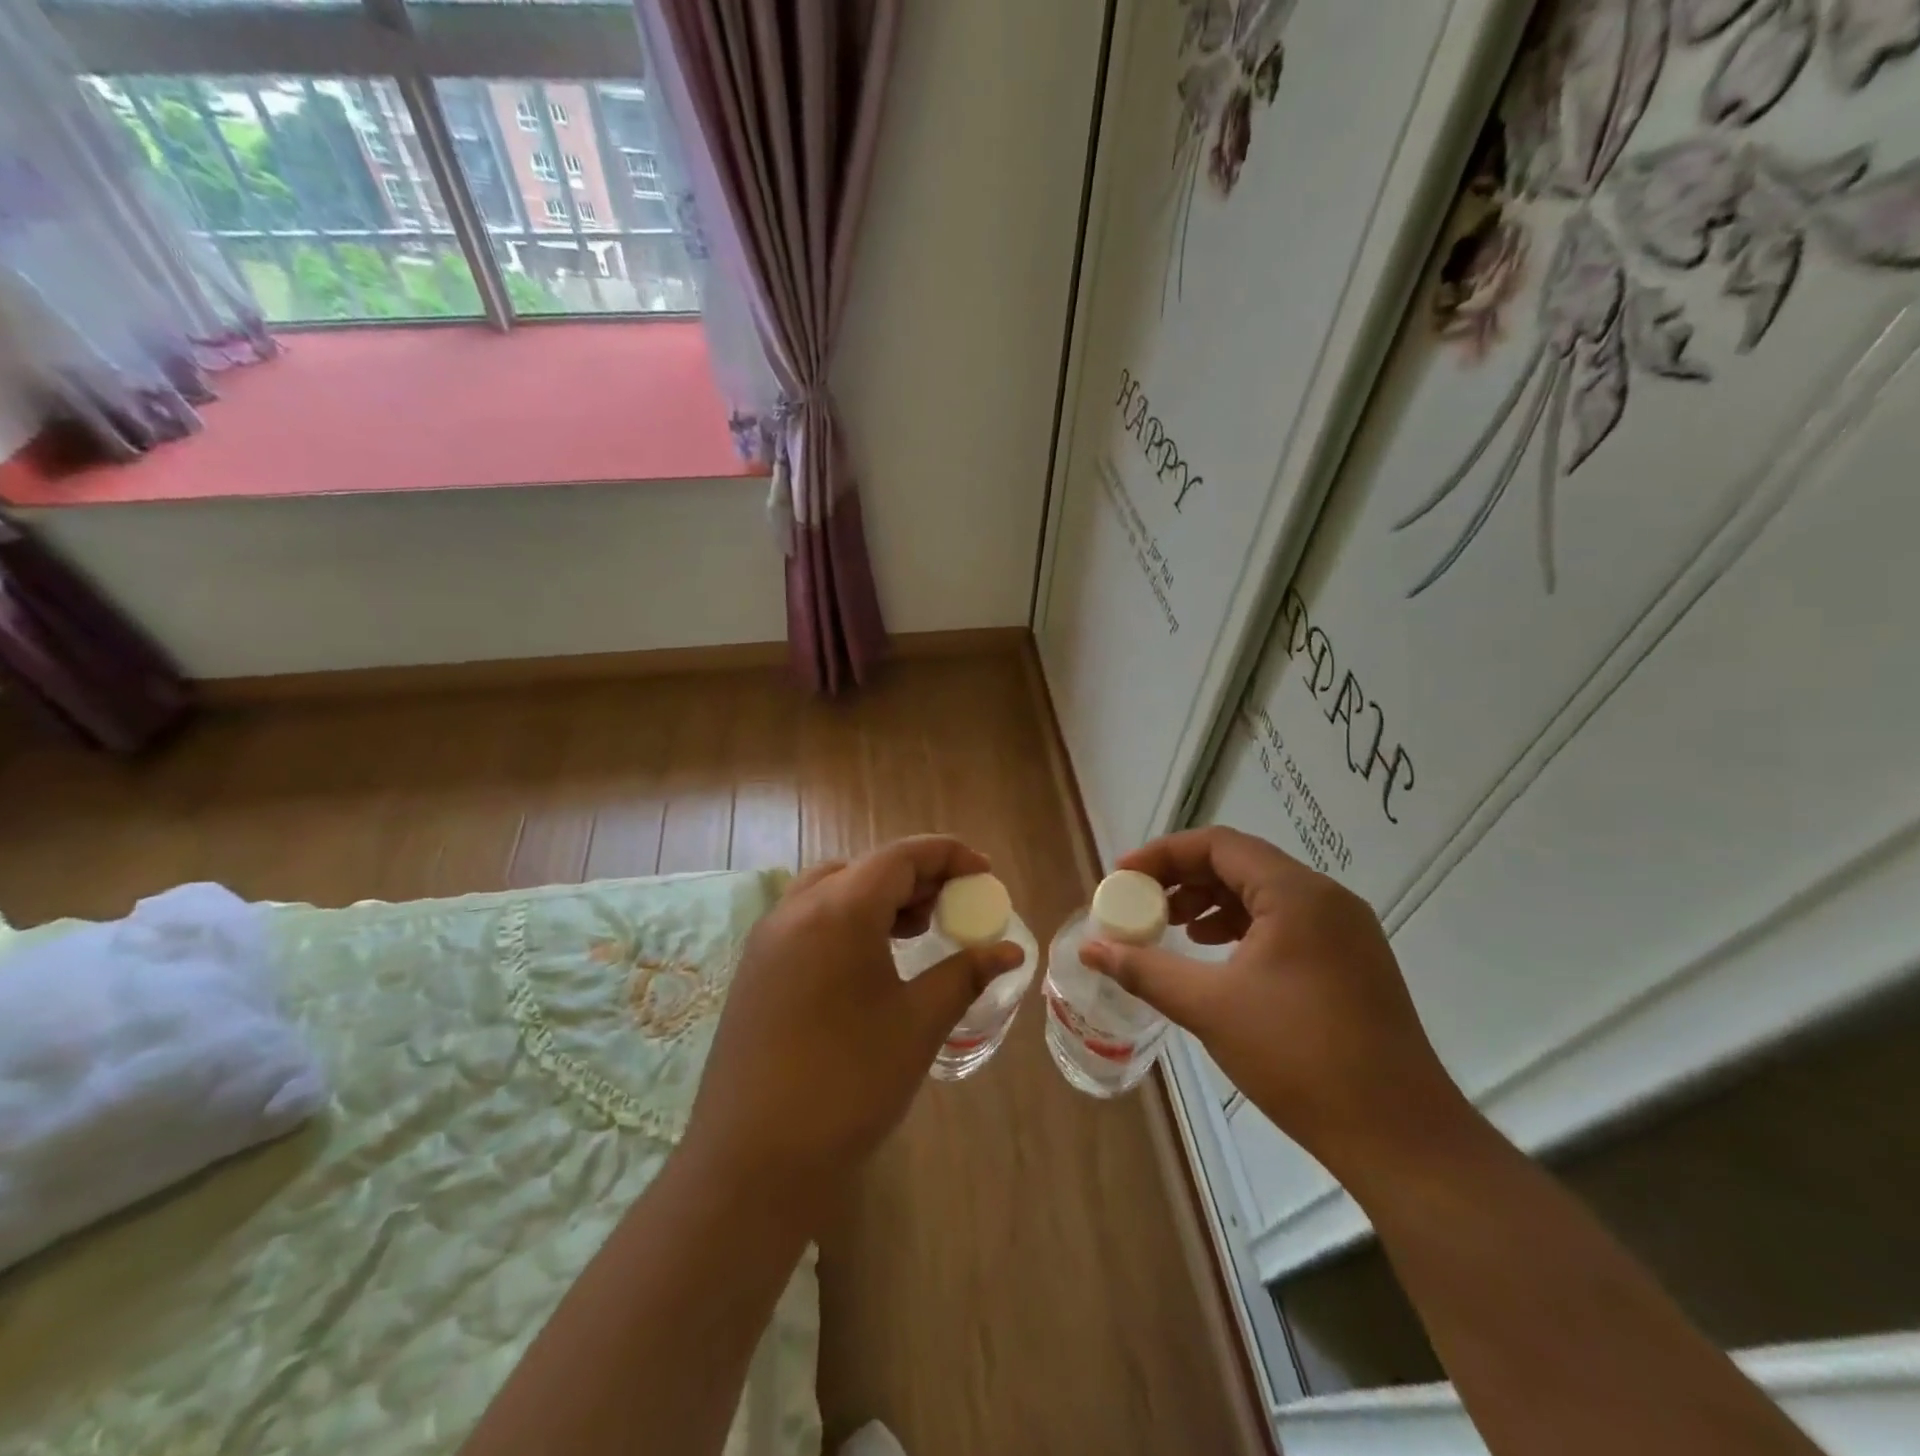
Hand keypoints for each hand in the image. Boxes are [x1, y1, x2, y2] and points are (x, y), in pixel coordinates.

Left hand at [683, 836, 1022, 1222]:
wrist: (753, 1161)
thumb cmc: (848, 1084)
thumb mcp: (918, 1024)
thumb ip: (964, 974)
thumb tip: (1009, 951)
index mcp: (839, 910)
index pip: (901, 857)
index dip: (948, 855)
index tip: (984, 873)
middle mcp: (796, 909)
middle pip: (866, 868)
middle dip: (916, 877)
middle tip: (953, 906)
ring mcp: (768, 939)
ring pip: (832, 890)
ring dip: (878, 897)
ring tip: (916, 931)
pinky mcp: (755, 969)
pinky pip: (808, 919)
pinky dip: (846, 919)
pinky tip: (869, 962)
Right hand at [1079, 826, 1470, 1178]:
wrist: (1401, 1137)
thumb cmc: (1298, 1058)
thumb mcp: (1209, 1007)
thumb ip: (1144, 969)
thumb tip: (1090, 948)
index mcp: (1296, 894)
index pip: (1217, 844)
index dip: (1162, 855)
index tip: (1122, 878)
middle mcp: (1325, 898)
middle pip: (1240, 863)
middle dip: (1183, 878)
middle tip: (1141, 904)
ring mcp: (1343, 930)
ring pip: (1262, 893)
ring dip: (1210, 902)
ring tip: (1171, 928)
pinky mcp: (1350, 961)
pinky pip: (1284, 922)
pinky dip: (1241, 927)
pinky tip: (1214, 953)